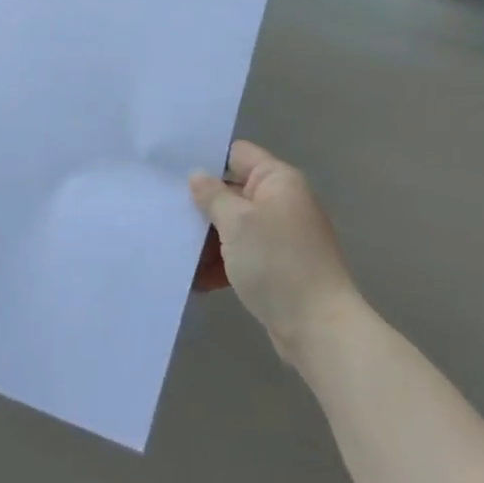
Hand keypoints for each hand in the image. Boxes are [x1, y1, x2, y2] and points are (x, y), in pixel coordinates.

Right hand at [189, 141, 362, 362]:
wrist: (319, 328)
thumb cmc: (277, 263)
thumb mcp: (236, 222)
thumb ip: (212, 195)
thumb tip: (197, 175)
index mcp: (277, 180)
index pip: (236, 154)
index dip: (206, 160)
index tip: (171, 171)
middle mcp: (281, 202)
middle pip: (232, 192)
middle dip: (201, 206)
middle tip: (164, 212)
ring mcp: (280, 236)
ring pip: (233, 226)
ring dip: (207, 240)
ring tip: (175, 252)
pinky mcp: (276, 267)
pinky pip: (242, 254)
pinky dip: (221, 264)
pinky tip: (195, 279)